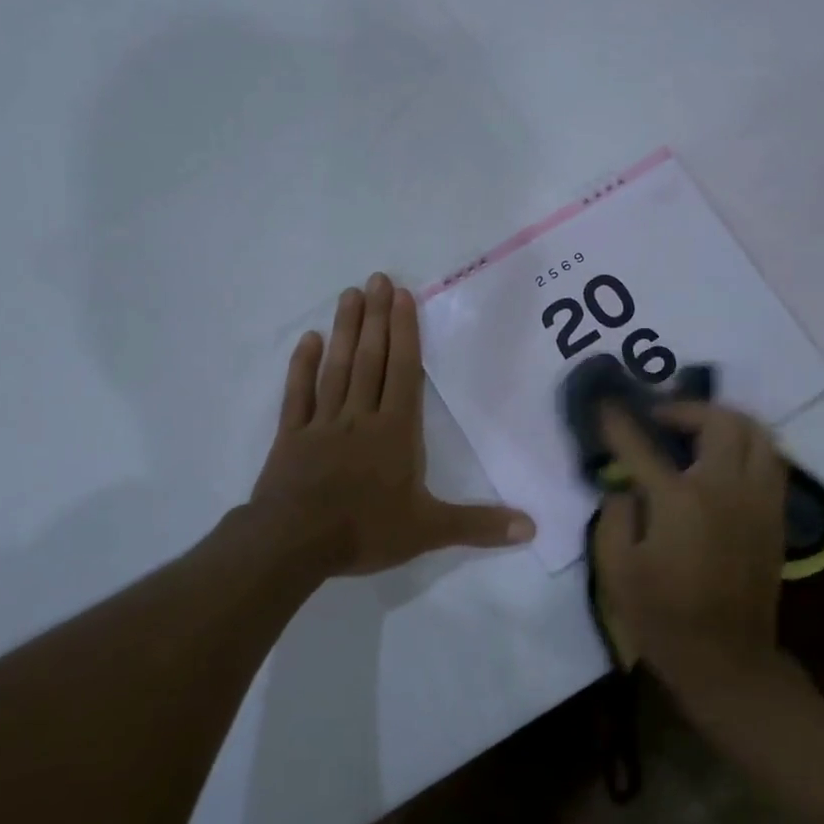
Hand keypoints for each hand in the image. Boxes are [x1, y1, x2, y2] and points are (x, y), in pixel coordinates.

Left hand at [252, 272, 533, 574]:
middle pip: (370, 359)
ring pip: (337, 368)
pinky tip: (309, 339)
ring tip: (350, 294)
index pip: (403, 372)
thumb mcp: (429, 531)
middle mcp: (360, 416)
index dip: (404, 332)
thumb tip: (532, 529)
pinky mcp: (291, 436)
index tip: (402, 296)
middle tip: (376, 279)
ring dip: (345, 330)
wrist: (293, 544)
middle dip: (376, 318)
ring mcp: (322, 423)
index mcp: (394, 431)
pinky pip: (297, 394)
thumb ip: (478, 525)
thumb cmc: (365, 531)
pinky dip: (302, 366)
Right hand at [591, 401, 787, 692]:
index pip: (643, 445)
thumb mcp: (615, 569)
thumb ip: (614, 515)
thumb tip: (625, 486)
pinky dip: (749, 445)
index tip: (606, 406)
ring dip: (725, 420)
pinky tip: (727, 457)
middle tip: (662, 418)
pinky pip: (772, 459)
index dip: (619, 422)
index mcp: (679, 500)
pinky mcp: (775, 515)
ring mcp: (758, 500)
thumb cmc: (662, 616)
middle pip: (718, 421)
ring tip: (699, 429)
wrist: (726, 661)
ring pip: (756, 433)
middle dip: (686, 408)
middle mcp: (725, 488)